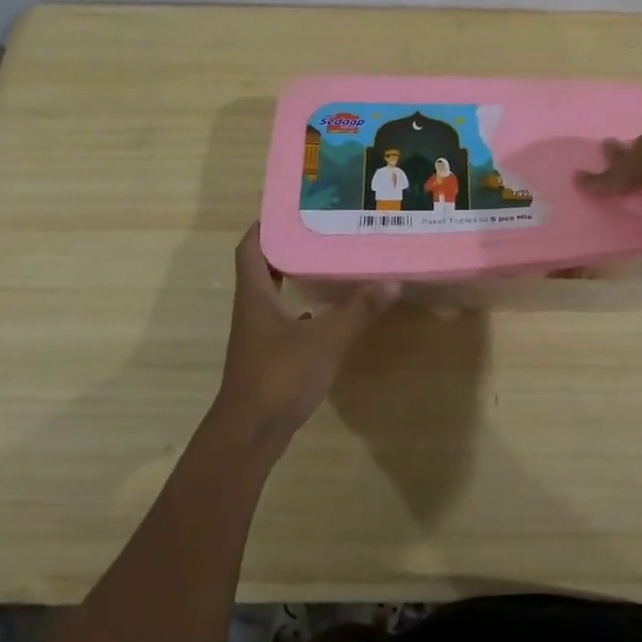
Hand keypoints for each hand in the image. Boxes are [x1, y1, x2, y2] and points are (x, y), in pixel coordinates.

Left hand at [215, 225, 395, 442]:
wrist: (251, 433)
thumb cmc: (280, 377)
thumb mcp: (326, 340)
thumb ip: (358, 311)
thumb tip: (391, 281)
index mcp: (255, 294)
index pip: (250, 247)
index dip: (265, 224)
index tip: (292, 208)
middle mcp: (252, 308)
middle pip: (262, 266)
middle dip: (287, 246)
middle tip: (320, 229)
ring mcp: (258, 333)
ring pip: (273, 293)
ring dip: (294, 275)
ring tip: (328, 260)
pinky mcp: (268, 354)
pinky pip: (283, 318)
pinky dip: (301, 306)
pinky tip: (326, 309)